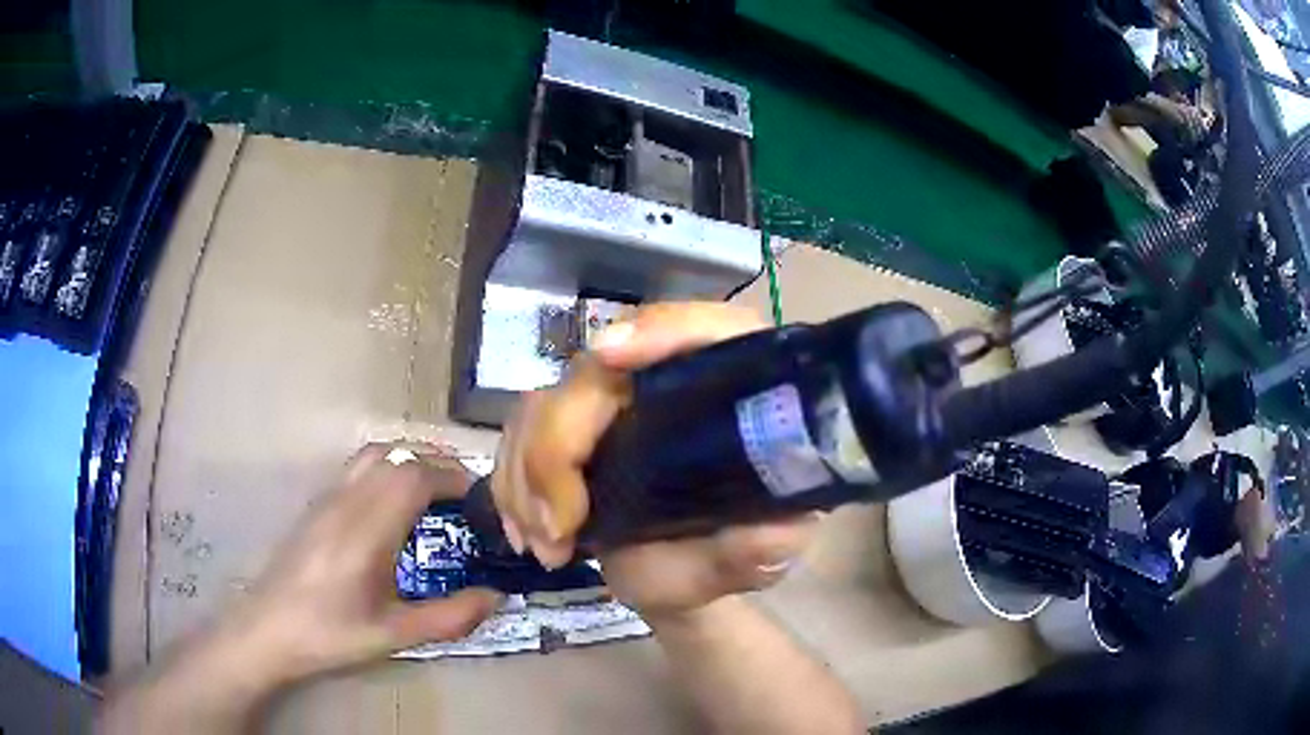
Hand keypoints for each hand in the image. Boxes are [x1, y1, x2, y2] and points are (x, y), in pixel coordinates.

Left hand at [101, 445, 503, 734]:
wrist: (267, 630)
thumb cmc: (330, 634)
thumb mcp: (394, 635)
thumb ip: (450, 616)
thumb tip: (496, 596)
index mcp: (366, 530)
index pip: (414, 476)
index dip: (452, 476)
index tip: (480, 495)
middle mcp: (346, 501)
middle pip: (397, 457)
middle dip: (437, 465)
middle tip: (465, 496)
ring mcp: (327, 499)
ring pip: (374, 455)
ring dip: (409, 461)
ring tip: (434, 493)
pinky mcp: (316, 506)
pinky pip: (358, 468)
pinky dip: (387, 469)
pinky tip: (393, 508)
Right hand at [490, 303, 819, 618]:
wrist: (680, 575)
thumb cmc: (726, 556)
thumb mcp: (754, 559)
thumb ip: (764, 548)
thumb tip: (770, 534)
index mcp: (732, 389)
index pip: (708, 328)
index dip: (661, 329)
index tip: (608, 356)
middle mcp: (666, 379)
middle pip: (596, 374)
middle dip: (558, 448)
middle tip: (558, 527)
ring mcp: (611, 401)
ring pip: (544, 403)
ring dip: (526, 475)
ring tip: (546, 547)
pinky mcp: (571, 427)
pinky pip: (519, 433)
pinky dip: (510, 483)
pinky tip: (523, 532)